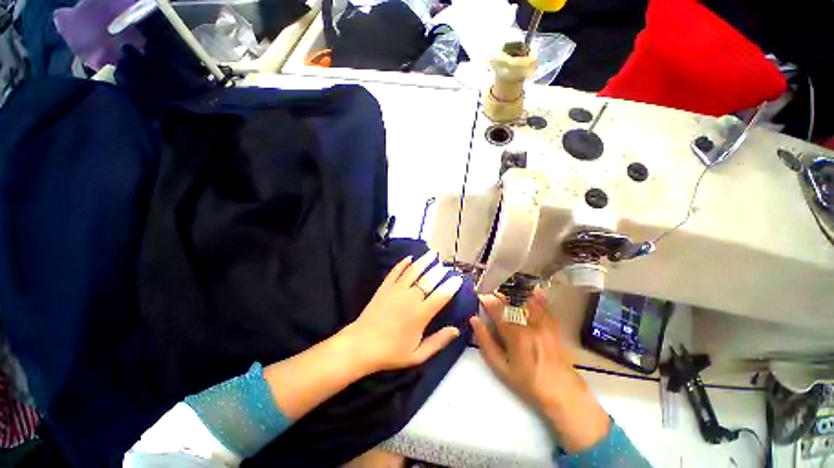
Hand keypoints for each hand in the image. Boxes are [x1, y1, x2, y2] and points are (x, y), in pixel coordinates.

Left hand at [343, 250, 463, 372]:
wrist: (361, 346)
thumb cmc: (391, 353)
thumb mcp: (417, 355)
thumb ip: (438, 342)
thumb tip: (456, 330)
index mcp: (421, 314)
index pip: (441, 296)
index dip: (451, 286)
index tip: (458, 279)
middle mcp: (410, 298)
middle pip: (429, 280)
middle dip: (440, 271)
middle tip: (446, 267)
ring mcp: (396, 290)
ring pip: (413, 271)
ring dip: (424, 261)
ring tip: (433, 254)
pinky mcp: (384, 287)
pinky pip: (395, 272)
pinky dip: (402, 263)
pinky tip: (409, 258)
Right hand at [470, 289, 609, 452]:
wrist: (561, 392)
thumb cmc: (526, 381)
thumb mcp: (500, 367)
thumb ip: (485, 342)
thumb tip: (474, 320)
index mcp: (514, 334)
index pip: (496, 309)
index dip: (487, 300)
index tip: (480, 296)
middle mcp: (528, 324)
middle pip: (511, 301)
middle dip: (499, 294)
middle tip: (491, 292)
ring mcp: (543, 323)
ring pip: (527, 300)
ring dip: (515, 293)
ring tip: (507, 289)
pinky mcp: (552, 325)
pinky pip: (544, 306)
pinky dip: (538, 296)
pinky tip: (534, 289)